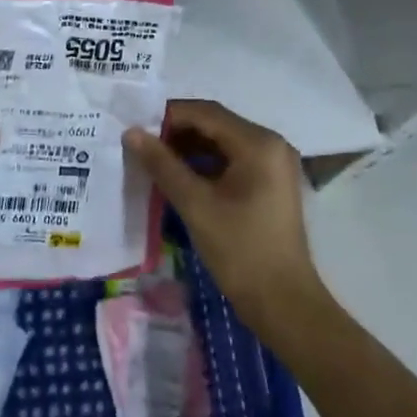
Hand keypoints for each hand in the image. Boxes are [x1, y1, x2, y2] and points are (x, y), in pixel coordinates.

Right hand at [124, 100, 325, 342]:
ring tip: (153, 161)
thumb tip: (132, 133)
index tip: (136, 128)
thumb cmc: (240, 250)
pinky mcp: (270, 184)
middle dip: (177, 132)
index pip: (205, 112)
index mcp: (258, 143)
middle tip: (141, 145)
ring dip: (189, 148)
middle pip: (215, 124)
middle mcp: (270, 144)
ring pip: (222, 143)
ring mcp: (273, 164)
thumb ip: (162, 165)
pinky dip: (205, 164)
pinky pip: (232, 161)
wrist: (284, 303)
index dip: (168, 116)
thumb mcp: (195, 204)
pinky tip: (178, 177)